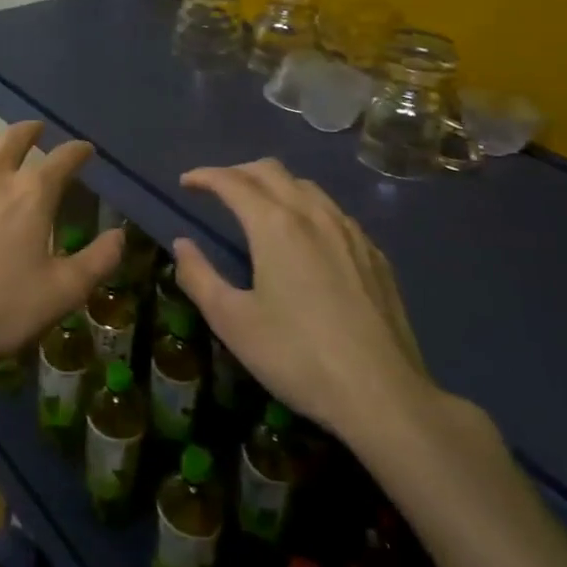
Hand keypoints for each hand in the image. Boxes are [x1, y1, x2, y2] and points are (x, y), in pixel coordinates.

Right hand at [172, 159, 437, 449]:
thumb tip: (182, 245)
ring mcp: (349, 232)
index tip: (186, 183)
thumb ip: (199, 277)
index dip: (204, 176)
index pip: (232, 182)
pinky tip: (305, 237)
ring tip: (257, 207)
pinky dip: (306, 207)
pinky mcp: (374, 255)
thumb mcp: (232, 322)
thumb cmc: (297, 357)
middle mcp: (313, 215)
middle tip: (217, 190)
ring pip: (306, 186)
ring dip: (274, 185)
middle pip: (271, 170)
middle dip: (237, 171)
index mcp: (274, 225)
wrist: (384, 396)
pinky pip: (333, 212)